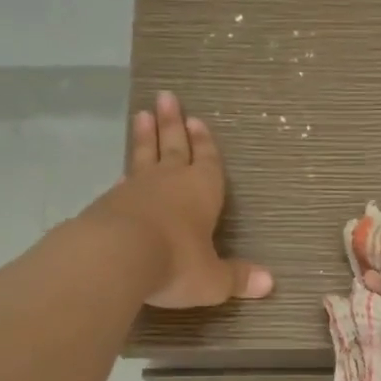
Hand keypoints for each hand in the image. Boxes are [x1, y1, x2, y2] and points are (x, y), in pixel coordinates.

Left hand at [93, 90, 272, 308]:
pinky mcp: (109, 201)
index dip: (206, 144)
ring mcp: (136, 188)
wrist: (115, 256)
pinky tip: (124, 172)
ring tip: (142, 115)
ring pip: (144, 155)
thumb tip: (270, 283)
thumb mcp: (212, 279)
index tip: (198, 121)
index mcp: (202, 191)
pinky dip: (127, 172)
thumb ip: (237, 279)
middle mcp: (170, 182)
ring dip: (146, 137)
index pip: (208, 162)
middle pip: (174, 146)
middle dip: (173, 124)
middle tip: (167, 97)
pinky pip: (124, 180)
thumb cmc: (176, 262)